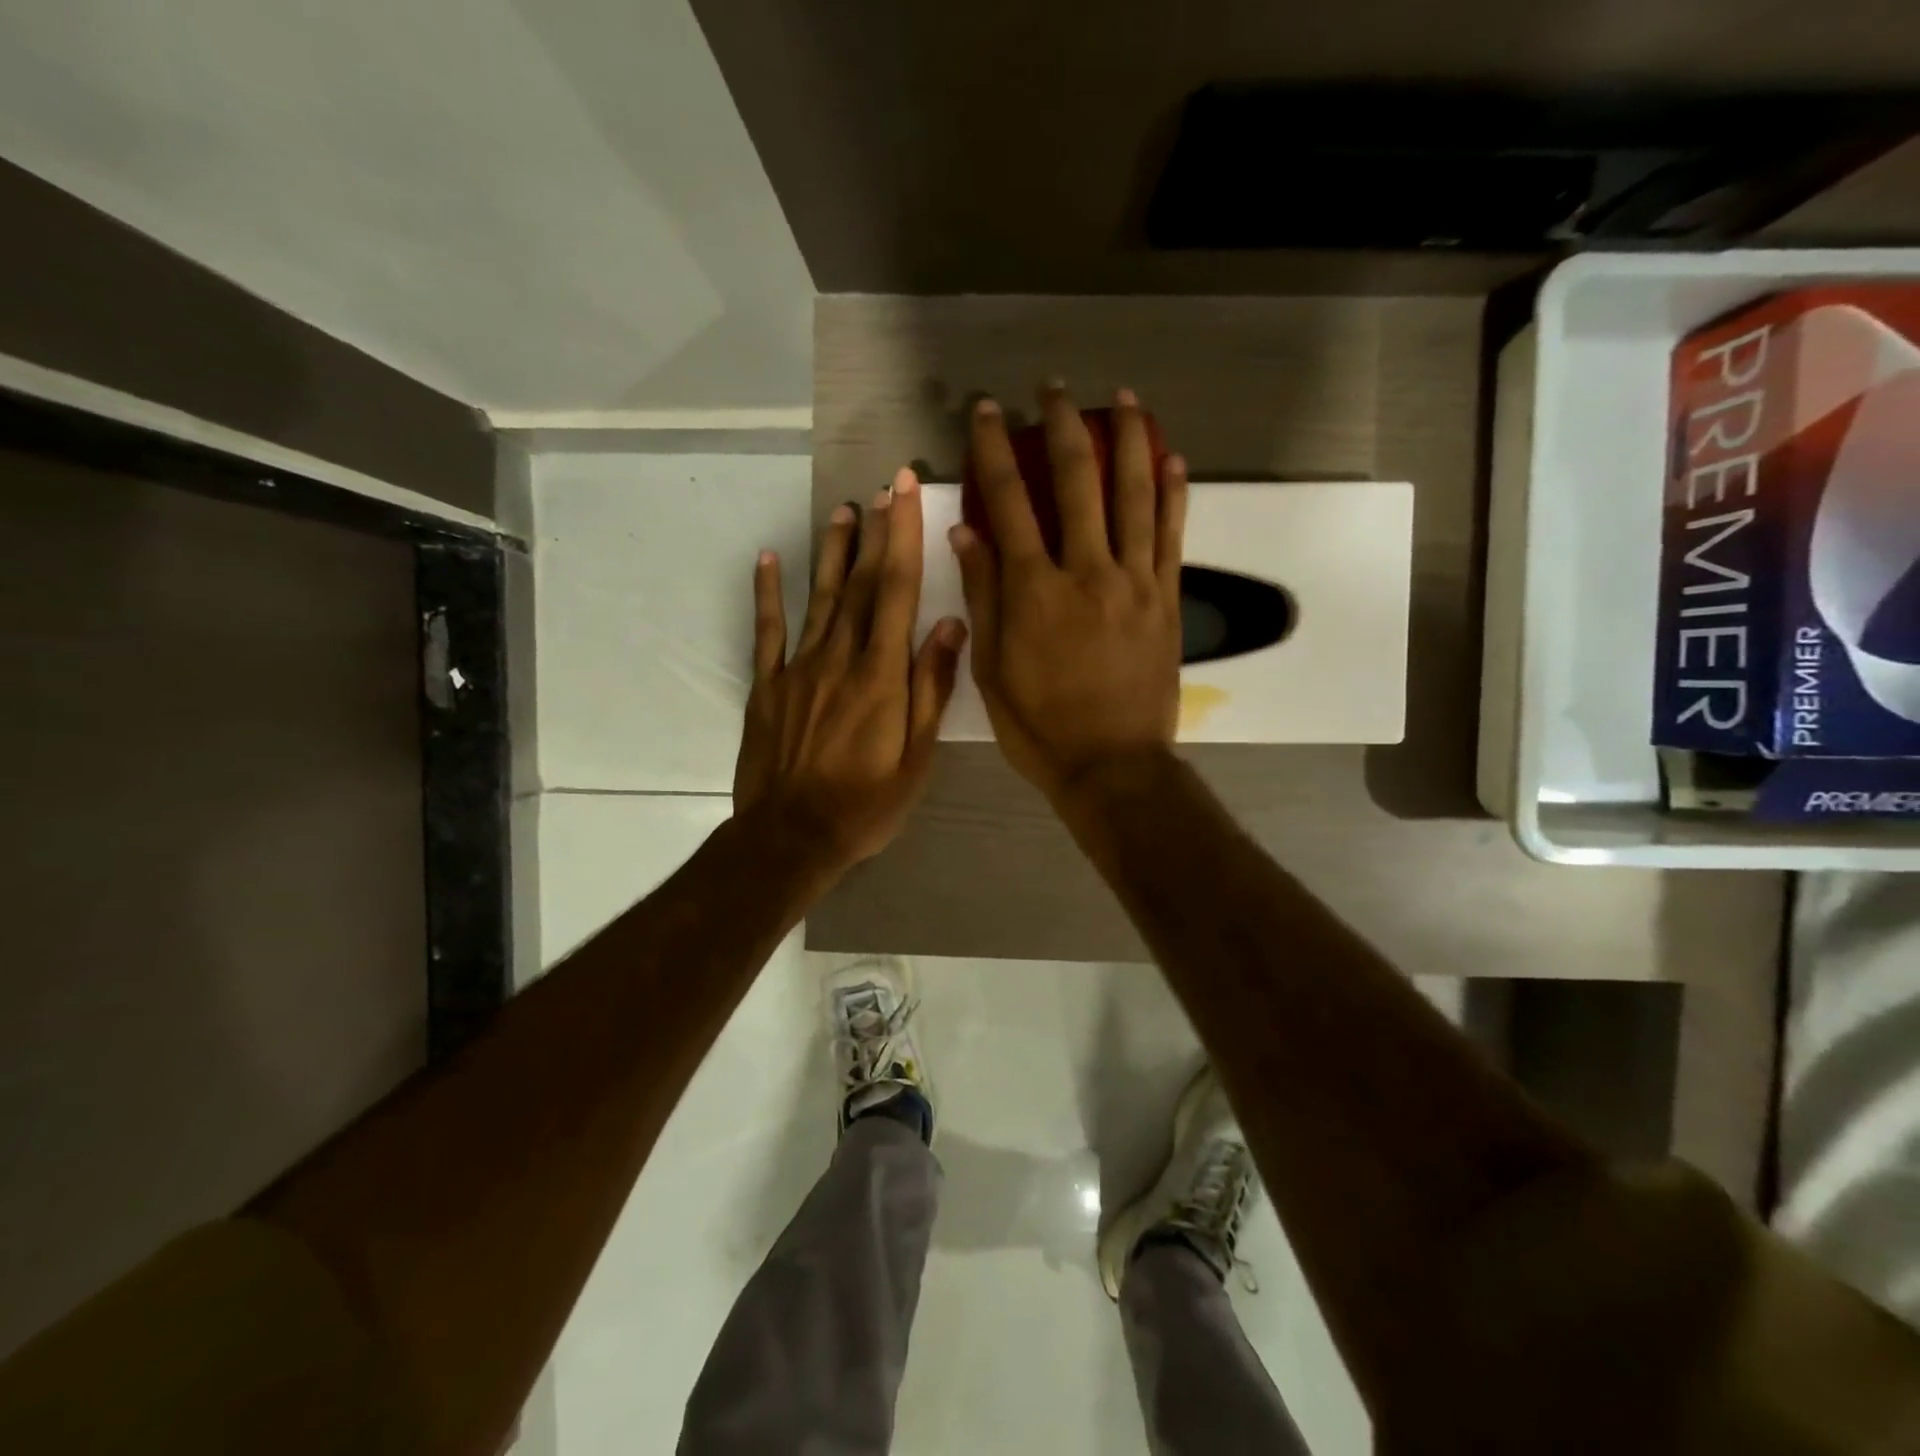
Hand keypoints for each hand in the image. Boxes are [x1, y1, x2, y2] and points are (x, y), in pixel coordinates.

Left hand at [733, 468, 967, 875]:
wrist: (791, 837)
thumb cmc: (866, 804)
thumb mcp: (916, 757)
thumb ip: (931, 689)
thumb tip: (949, 626)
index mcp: (881, 675)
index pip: (898, 591)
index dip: (902, 537)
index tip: (904, 491)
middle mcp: (840, 658)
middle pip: (862, 585)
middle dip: (875, 532)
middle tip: (882, 486)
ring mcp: (798, 669)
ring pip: (820, 598)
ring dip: (833, 552)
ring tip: (842, 510)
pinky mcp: (767, 686)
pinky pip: (768, 631)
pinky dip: (769, 593)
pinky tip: (771, 560)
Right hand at [951, 384, 1187, 805]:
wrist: (1112, 765)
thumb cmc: (1040, 726)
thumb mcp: (991, 669)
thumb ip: (982, 595)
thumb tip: (967, 530)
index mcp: (1034, 590)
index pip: (1009, 501)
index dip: (993, 449)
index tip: (986, 411)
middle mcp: (1086, 570)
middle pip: (1075, 480)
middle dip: (1061, 425)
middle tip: (1053, 389)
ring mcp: (1134, 581)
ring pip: (1133, 493)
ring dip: (1127, 440)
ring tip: (1123, 399)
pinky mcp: (1166, 598)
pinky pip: (1172, 534)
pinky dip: (1172, 491)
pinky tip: (1171, 458)